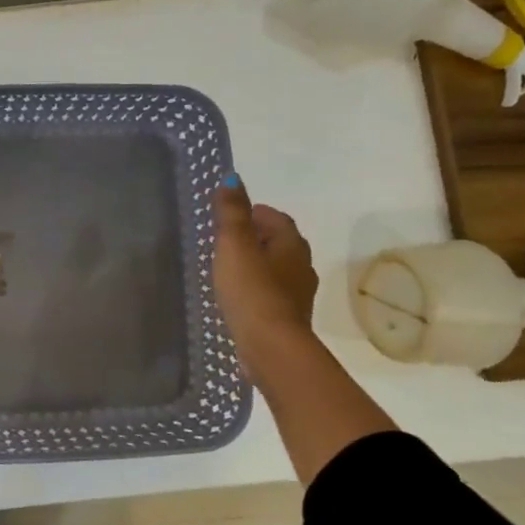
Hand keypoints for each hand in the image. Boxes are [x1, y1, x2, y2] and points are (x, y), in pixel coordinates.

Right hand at [213, 176, 318, 377]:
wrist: (271, 347)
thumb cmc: (252, 290)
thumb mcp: (235, 245)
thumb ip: (232, 212)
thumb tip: (232, 177)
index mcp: (292, 243)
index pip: (275, 218)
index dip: (253, 214)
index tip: (228, 218)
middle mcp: (301, 265)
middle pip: (278, 242)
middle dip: (254, 238)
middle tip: (223, 242)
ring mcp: (297, 294)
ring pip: (275, 269)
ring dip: (255, 265)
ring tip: (226, 269)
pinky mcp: (287, 318)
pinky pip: (270, 293)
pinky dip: (256, 289)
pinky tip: (237, 297)